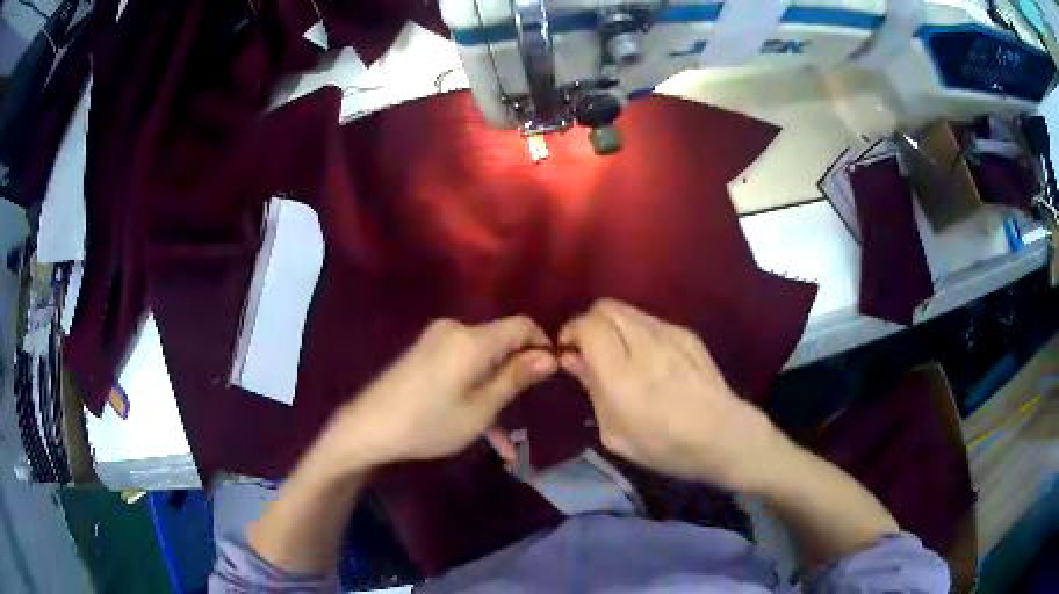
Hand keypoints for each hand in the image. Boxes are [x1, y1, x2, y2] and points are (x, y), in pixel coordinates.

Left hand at [318, 316, 557, 471]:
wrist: (368, 428)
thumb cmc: (428, 423)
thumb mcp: (480, 409)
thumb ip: (515, 378)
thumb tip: (551, 356)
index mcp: (472, 339)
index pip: (522, 325)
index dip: (542, 346)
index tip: (551, 378)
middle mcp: (456, 330)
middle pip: (501, 342)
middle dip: (518, 374)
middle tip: (526, 412)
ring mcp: (437, 340)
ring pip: (482, 360)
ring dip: (496, 391)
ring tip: (506, 440)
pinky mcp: (425, 352)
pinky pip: (461, 366)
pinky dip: (474, 390)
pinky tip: (482, 430)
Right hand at [559, 299, 786, 490]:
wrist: (725, 436)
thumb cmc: (666, 447)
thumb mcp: (616, 434)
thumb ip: (592, 390)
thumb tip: (573, 358)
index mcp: (624, 377)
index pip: (588, 326)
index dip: (571, 331)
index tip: (569, 351)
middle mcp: (646, 346)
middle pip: (605, 307)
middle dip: (590, 323)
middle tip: (590, 350)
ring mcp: (671, 335)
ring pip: (628, 309)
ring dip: (613, 325)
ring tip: (619, 354)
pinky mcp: (688, 334)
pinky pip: (650, 320)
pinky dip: (637, 331)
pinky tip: (648, 359)